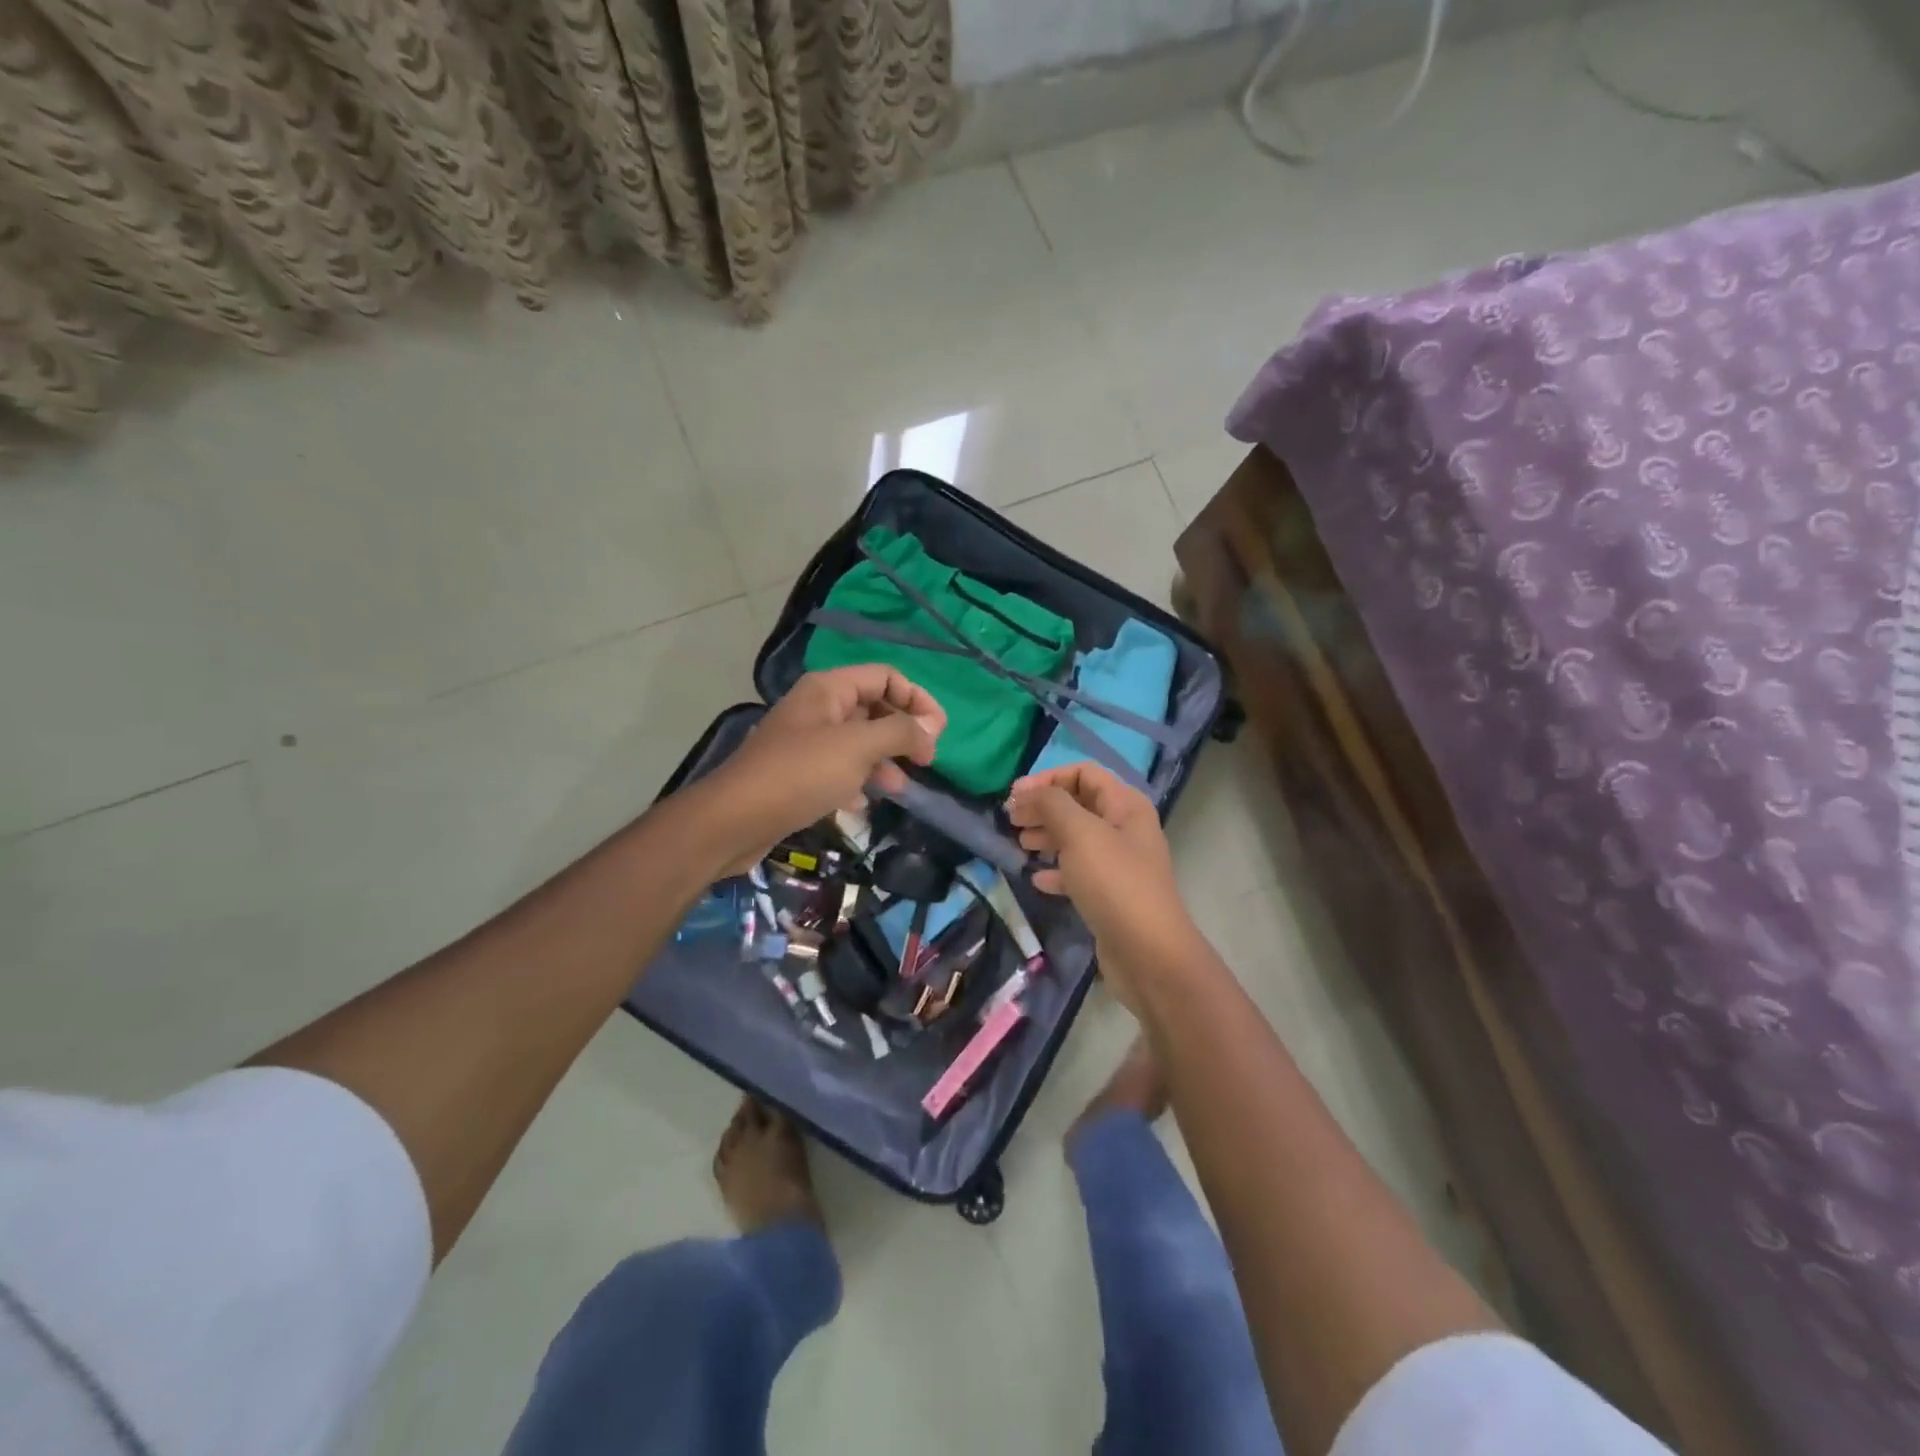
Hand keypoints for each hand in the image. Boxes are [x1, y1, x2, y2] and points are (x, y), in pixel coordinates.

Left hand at [693, 665, 945, 873]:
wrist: (735, 819)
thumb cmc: (800, 774)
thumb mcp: (858, 748)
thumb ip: (900, 732)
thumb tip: (931, 726)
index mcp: (829, 689)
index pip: (886, 676)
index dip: (917, 699)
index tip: (938, 733)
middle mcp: (818, 708)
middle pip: (873, 708)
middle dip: (902, 732)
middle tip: (925, 761)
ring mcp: (806, 741)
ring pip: (858, 742)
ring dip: (883, 761)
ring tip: (899, 789)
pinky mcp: (797, 773)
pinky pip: (838, 769)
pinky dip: (856, 782)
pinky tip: (862, 805)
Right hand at [1006, 762, 1199, 1011]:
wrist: (1147, 953)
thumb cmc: (1113, 882)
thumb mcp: (1079, 833)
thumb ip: (1051, 804)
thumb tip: (1028, 792)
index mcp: (1125, 805)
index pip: (1084, 773)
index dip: (1048, 778)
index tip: (1014, 796)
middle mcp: (1125, 828)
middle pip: (1078, 804)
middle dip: (1043, 808)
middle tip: (1011, 821)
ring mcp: (1119, 863)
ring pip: (1076, 838)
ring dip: (1046, 837)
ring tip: (1020, 845)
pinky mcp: (1111, 894)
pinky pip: (1079, 872)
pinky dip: (1057, 870)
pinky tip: (1037, 879)